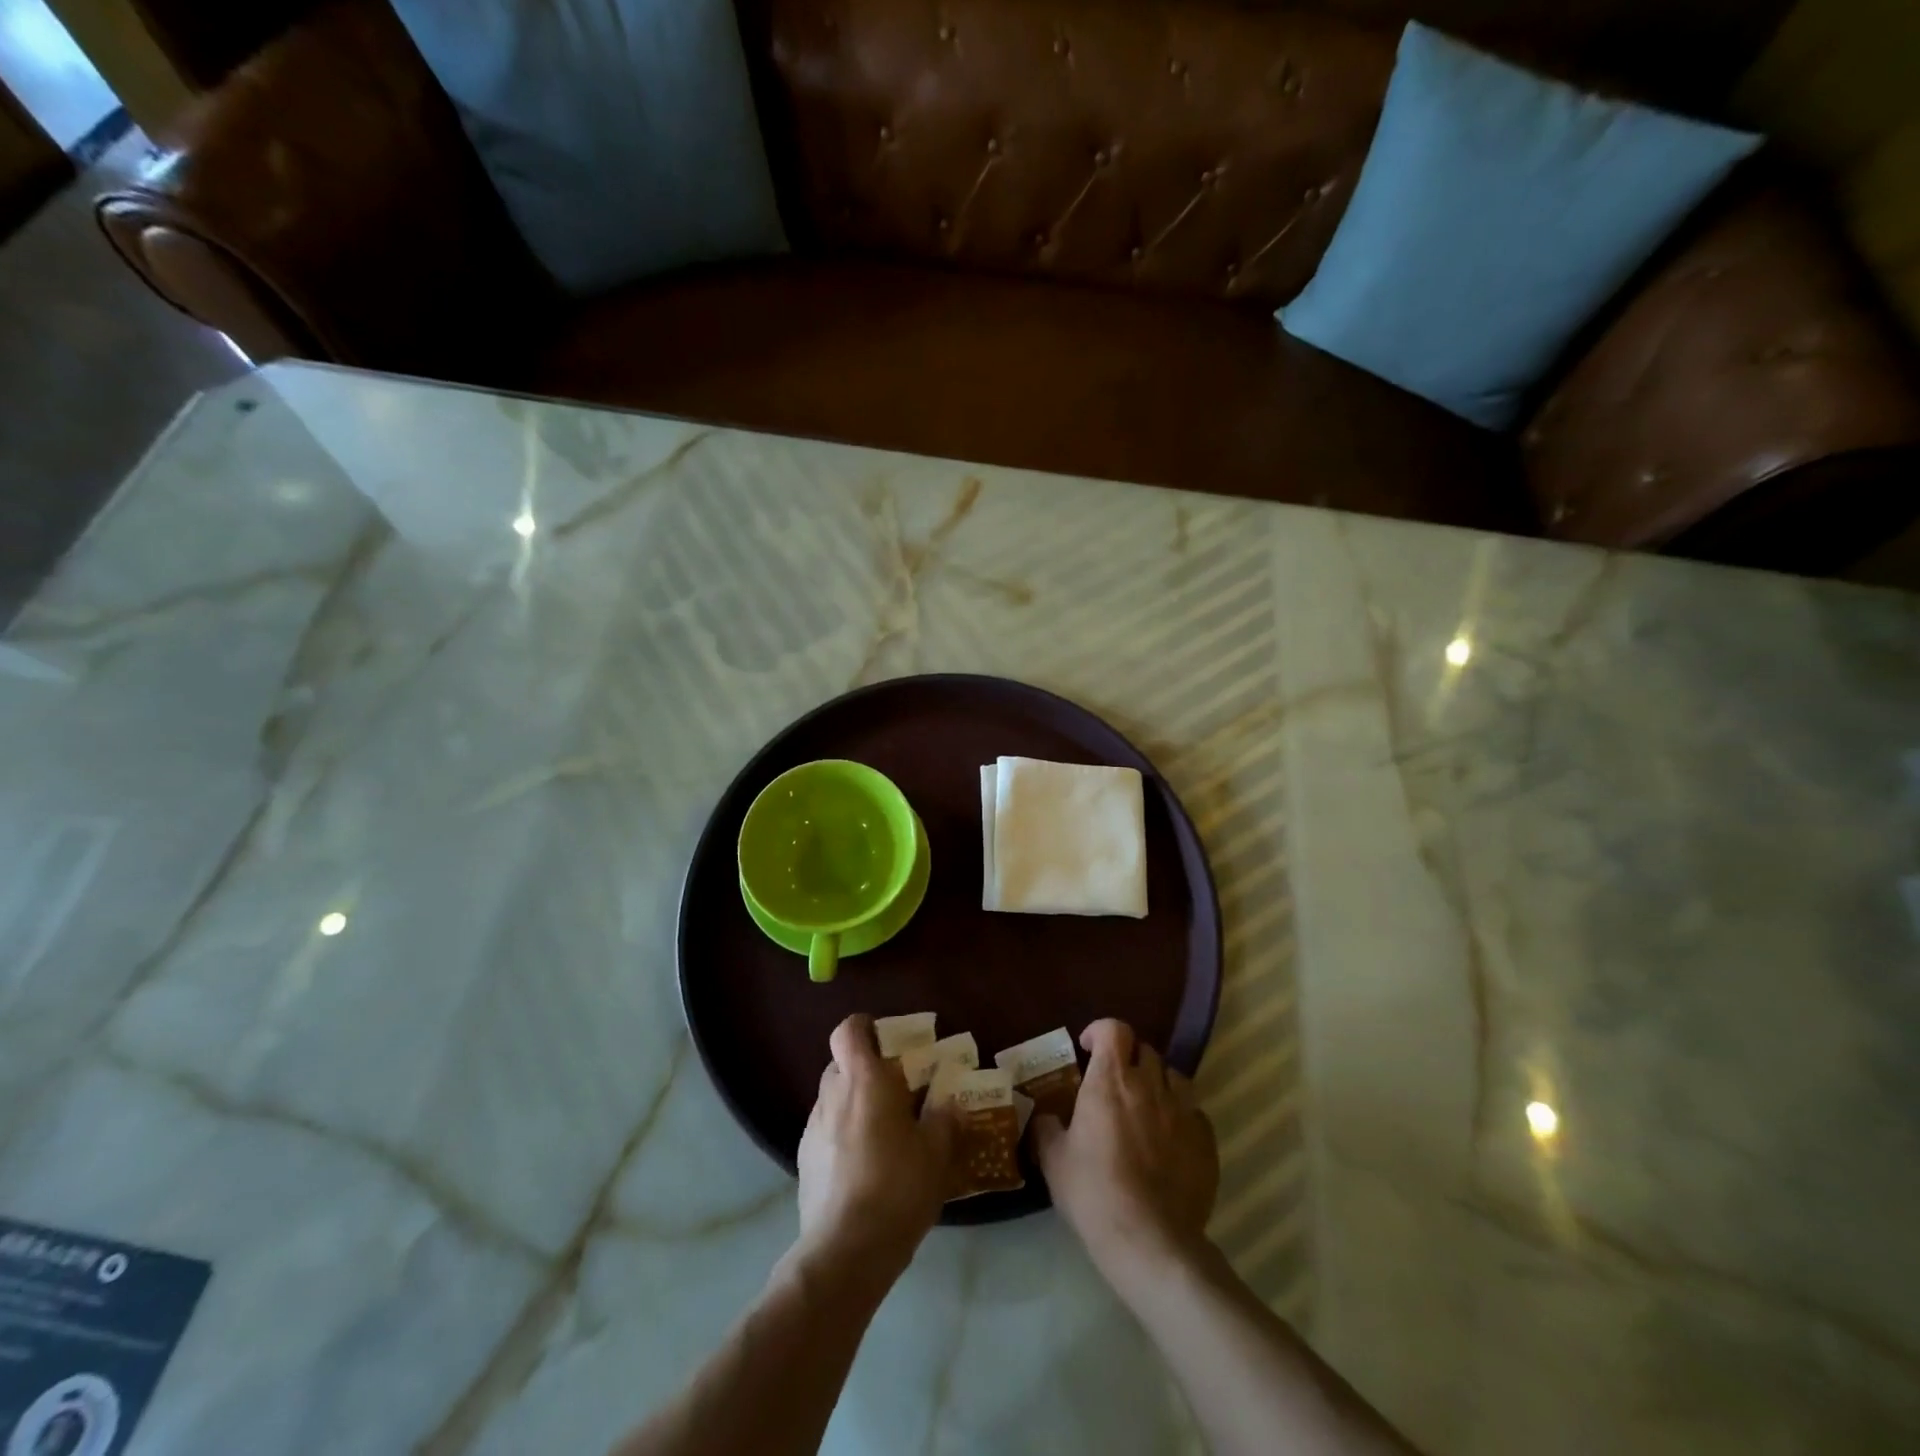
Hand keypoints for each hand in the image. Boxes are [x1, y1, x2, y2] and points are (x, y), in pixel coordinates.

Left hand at [796, 1014, 950, 1276]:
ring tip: (883, 1134)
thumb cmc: (897, 1188)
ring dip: (854, 1104)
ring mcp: (812, 1128)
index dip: (865, 1027)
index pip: (849, 1030)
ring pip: (833, 1099)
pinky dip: (843, 1135)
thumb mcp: (936, 1153)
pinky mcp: (804, 1161)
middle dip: (866, 1070)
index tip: (887, 1039)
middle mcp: (832, 1094)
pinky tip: (864, 1167)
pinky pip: (826, 1131)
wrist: (845, 1252)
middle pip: (842, 1063)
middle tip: (895, 1090)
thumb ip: (944, 1120)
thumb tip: (950, 1103)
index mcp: (864, 1080)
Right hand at [1033, 1019, 1217, 1283]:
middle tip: (1114, 1083)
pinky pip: (1194, 1112)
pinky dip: (1180, 1116)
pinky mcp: (1206, 1140)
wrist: (1150, 1242)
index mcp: (1110, 1080)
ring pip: (1174, 1076)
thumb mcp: (1054, 1161)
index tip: (1088, 1048)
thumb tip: (1044, 1117)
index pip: (1114, 1029)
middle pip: (1145, 1049)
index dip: (1100, 1031)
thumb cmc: (1094, 1193)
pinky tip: (1169, 1140)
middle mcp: (1149, 1084)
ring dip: (1158, 1082)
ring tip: (1146, 1106)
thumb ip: (1046, 1129)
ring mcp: (1182, 1110)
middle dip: (1128, 1059)